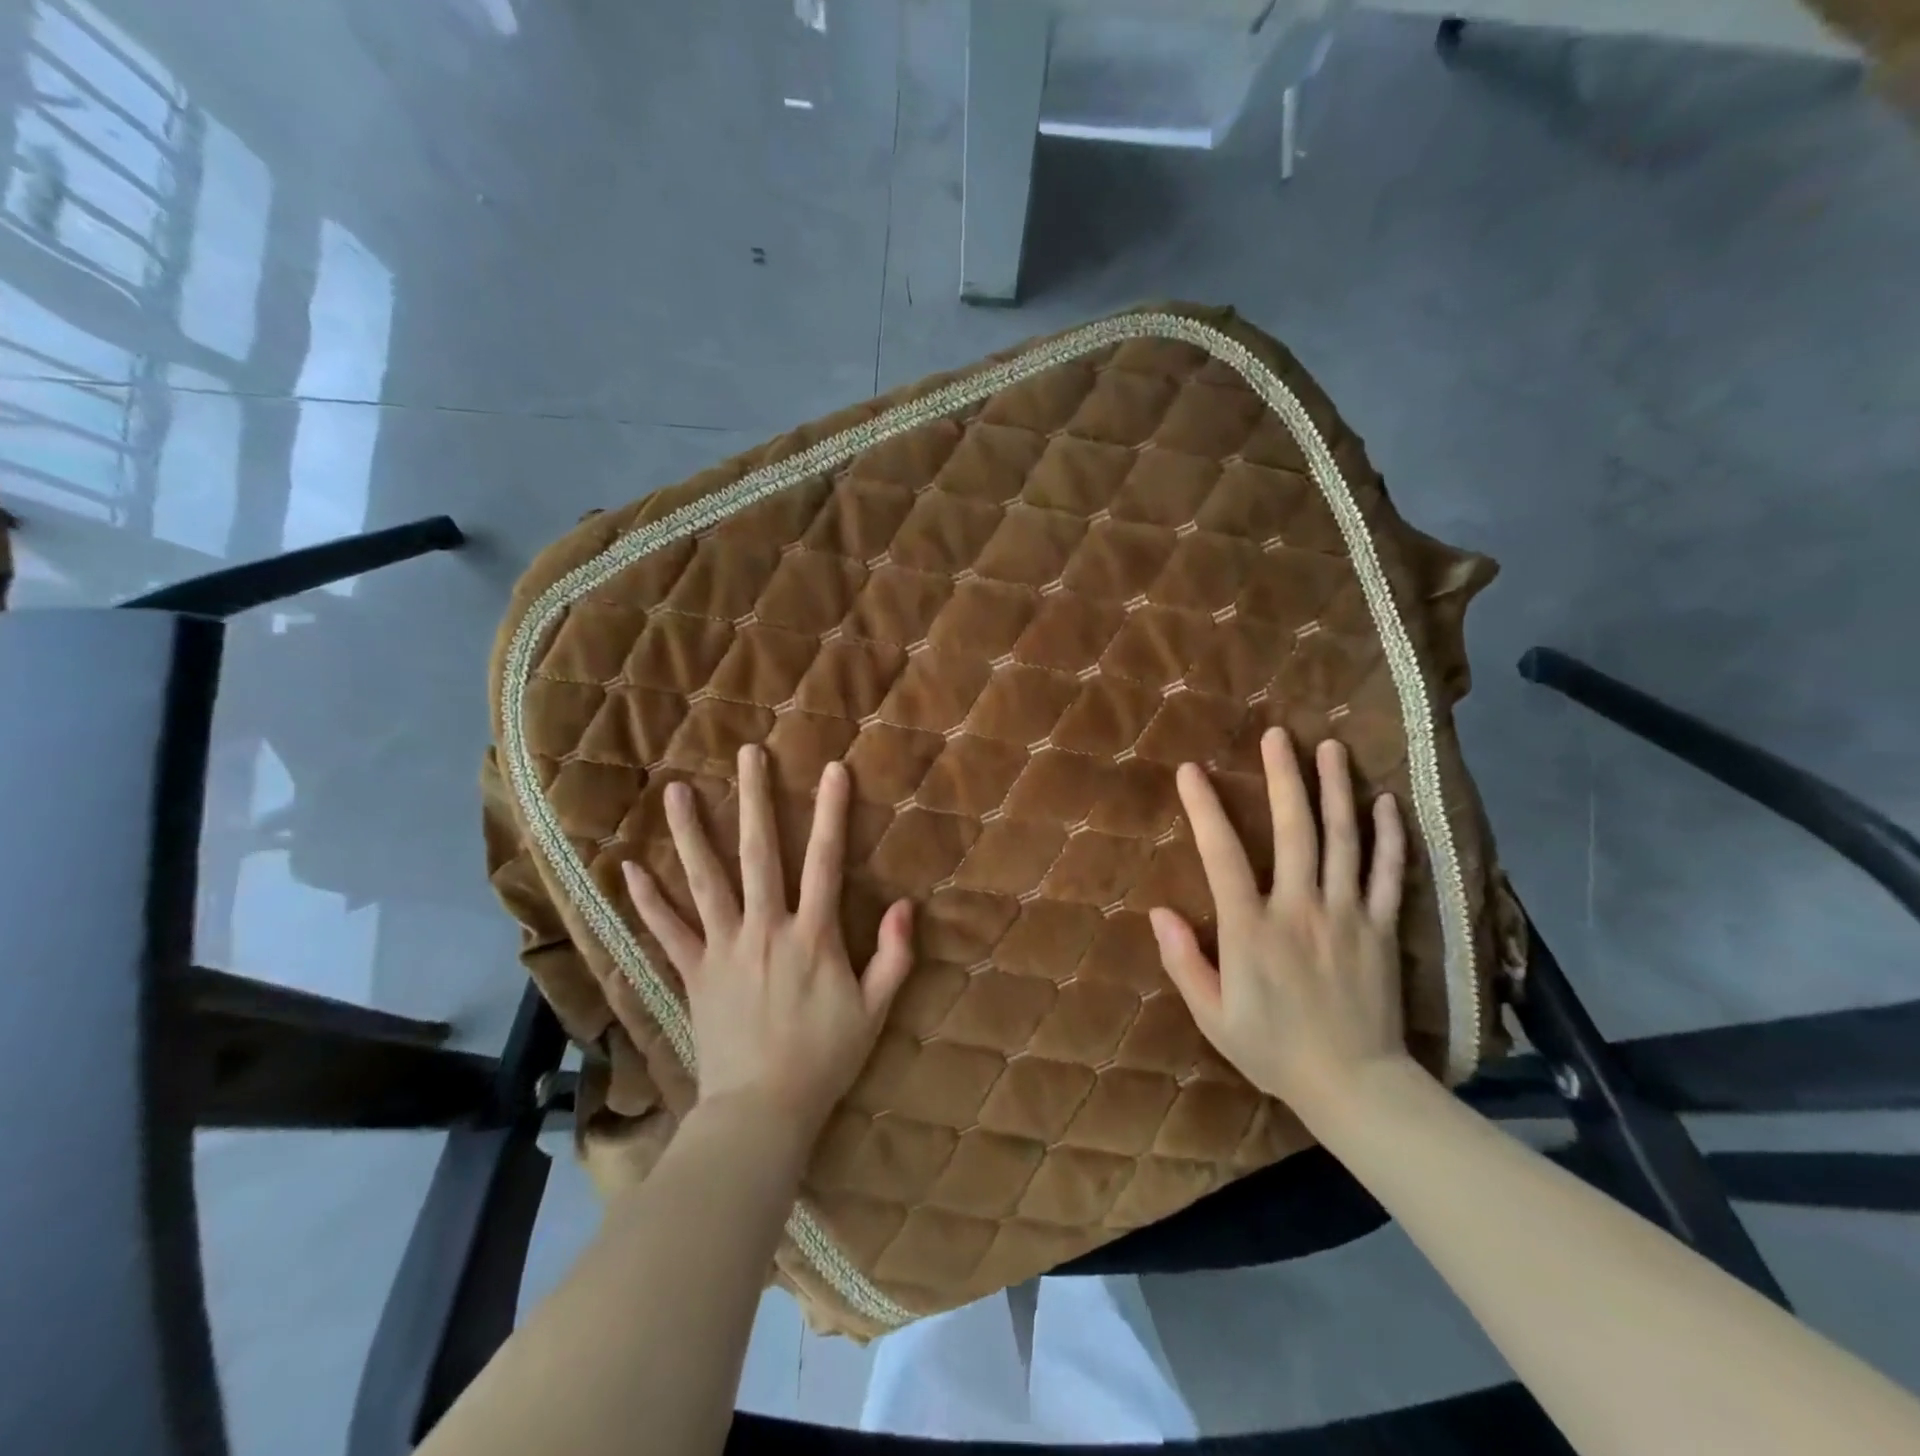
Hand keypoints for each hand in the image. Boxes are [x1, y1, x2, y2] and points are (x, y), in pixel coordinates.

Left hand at [621, 745, 913, 1144]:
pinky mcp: (694, 973)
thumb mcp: (874, 1010)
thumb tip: (904, 905)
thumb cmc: (824, 1059)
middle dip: (755, 799)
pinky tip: (629, 868)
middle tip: (747, 755)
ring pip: (705, 881)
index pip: (825, 861)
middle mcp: (765, 929)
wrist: (762, 1112)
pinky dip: (648, 901)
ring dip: (691, 833)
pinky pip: (668, 932)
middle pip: (759, 853)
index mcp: (812, 935)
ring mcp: (724, 949)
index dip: (831, 813)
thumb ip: (893, 956)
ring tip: (677, 791)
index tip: (833, 770)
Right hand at [1150, 728, 1412, 1123]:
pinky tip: (1385, 802)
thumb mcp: (1213, 1015)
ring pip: (1343, 841)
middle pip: (1294, 830)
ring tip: (1330, 748)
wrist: (1356, 1086)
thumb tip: (1158, 911)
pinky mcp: (1382, 929)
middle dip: (1284, 778)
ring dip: (1335, 790)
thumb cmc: (1274, 1050)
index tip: (1192, 772)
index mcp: (1252, 930)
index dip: (1204, 809)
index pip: (1222, 856)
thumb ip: (1184, 961)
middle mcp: (1300, 909)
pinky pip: (1390, 875)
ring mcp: (1347, 915)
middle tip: (1278, 735)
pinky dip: (1388, 836)